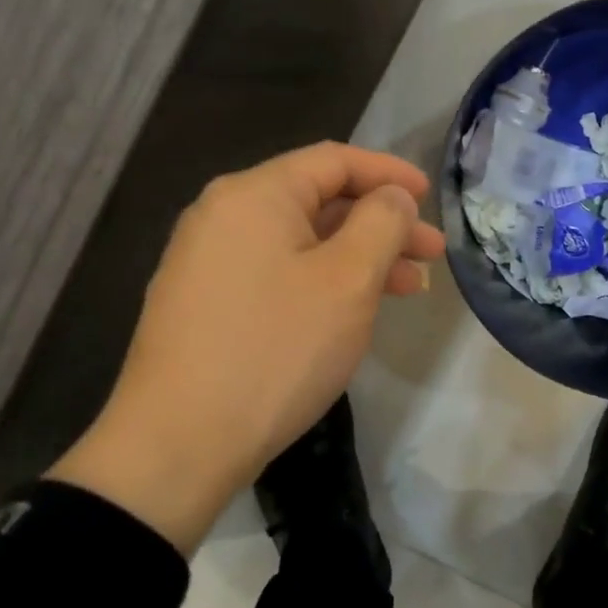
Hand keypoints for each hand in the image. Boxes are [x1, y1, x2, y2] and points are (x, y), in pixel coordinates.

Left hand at [48, 143, 445, 551]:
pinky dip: (323, 281)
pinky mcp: (204, 304)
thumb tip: (392, 196)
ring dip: (358, 257)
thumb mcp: (348, 280)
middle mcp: (223, 215)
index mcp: (254, 195)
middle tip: (431, 254)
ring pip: (300, 242)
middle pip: (318, 201)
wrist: (176, 446)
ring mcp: (207, 262)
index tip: (430, 197)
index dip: (389, 174)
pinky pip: (276, 273)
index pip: (334, 161)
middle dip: (381, 223)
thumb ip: (382, 222)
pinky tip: (352, 311)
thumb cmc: (275, 349)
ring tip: (408, 289)